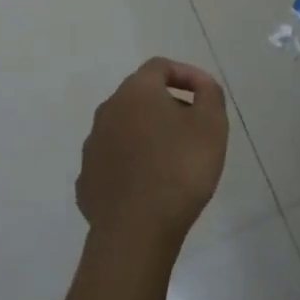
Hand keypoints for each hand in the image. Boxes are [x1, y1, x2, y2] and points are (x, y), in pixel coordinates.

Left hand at [77, 58, 228, 248]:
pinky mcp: (88, 179)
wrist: (135, 232)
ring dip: (148, 135)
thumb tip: (201, 84)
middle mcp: (108, 111)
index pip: (160, 67)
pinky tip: (149, 186)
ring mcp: (93, 146)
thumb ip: (210, 94)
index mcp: (136, 92)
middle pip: (140, 96)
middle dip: (168, 105)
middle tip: (193, 129)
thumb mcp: (211, 125)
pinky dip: (132, 165)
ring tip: (173, 160)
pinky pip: (114, 162)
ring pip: (125, 129)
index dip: (186, 74)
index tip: (205, 95)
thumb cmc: (179, 170)